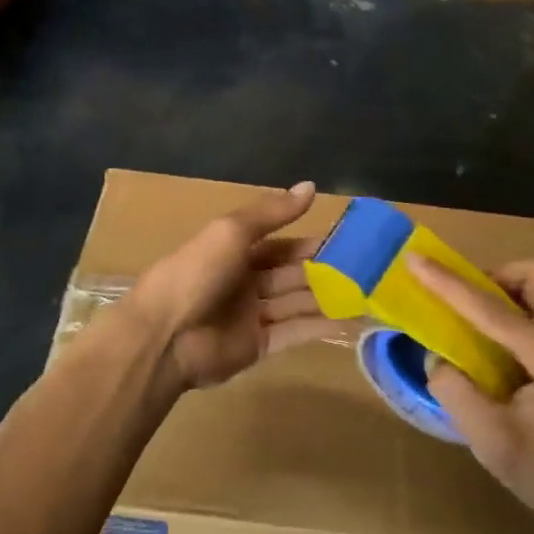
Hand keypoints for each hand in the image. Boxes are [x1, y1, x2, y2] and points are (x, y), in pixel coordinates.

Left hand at [127, 182, 356, 390]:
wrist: (165, 336)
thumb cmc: (196, 272)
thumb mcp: (232, 231)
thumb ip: (272, 212)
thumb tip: (311, 186)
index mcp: (233, 251)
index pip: (279, 244)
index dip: (309, 242)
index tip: (347, 239)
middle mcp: (244, 281)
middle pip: (290, 274)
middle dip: (324, 271)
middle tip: (367, 268)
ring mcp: (251, 315)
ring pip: (296, 302)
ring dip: (328, 298)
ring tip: (369, 293)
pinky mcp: (257, 346)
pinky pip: (294, 332)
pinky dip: (320, 326)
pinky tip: (351, 320)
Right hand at [413, 255, 533, 533]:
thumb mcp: (493, 443)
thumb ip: (456, 392)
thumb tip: (437, 358)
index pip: (490, 308)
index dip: (447, 282)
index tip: (414, 258)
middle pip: (533, 276)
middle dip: (492, 277)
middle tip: (464, 304)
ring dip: (509, 291)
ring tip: (482, 324)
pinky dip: (524, 309)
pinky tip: (508, 348)